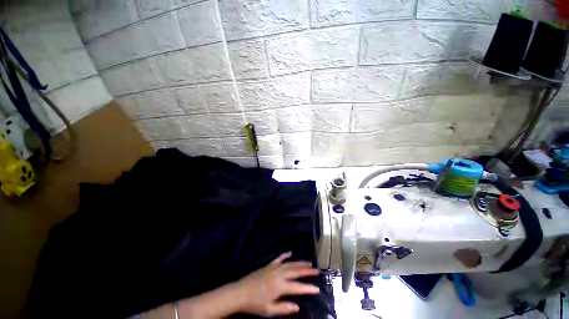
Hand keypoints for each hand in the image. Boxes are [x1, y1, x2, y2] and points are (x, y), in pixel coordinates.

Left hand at [232, 252, 319, 316]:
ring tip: (308, 262)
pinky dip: (285, 255)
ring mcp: (274, 268)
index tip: (317, 288)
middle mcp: (279, 274)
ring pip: (290, 263)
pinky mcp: (268, 265)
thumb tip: (297, 307)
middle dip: (307, 271)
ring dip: (299, 263)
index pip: (297, 287)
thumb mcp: (269, 311)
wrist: (240, 292)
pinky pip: (279, 258)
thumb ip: (284, 308)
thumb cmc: (255, 304)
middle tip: (316, 270)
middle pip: (296, 271)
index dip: (308, 288)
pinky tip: (290, 252)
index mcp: (280, 286)